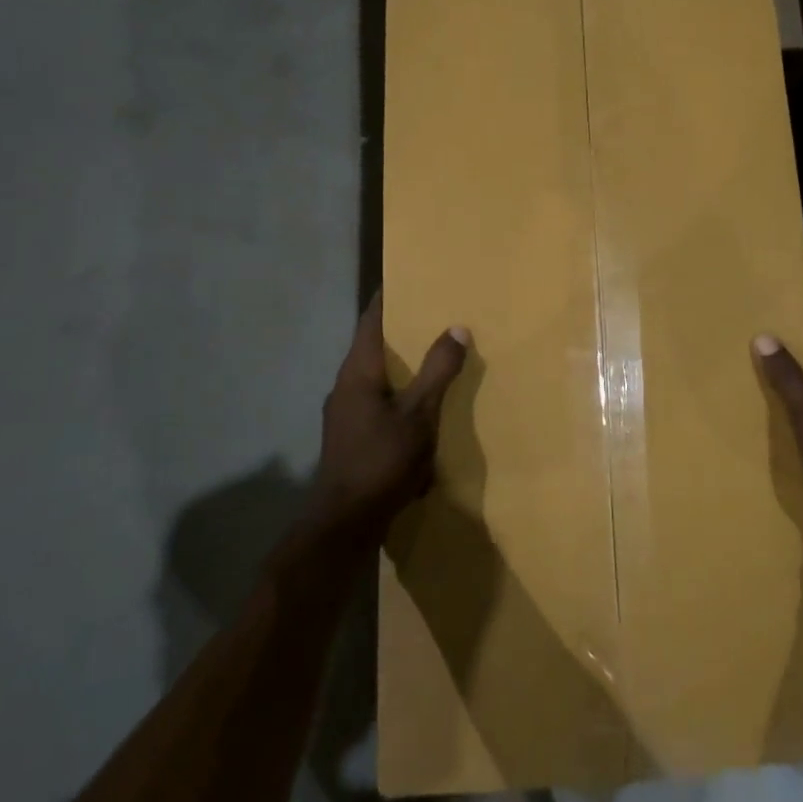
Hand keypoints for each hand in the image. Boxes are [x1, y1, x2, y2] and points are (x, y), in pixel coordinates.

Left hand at [314, 294, 469, 536]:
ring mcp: (345, 415)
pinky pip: (378, 403)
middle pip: (371, 347)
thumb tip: (457, 327)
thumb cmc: (381, 460)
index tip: (406, 279)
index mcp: (357, 373)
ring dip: (400, 365)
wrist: (345, 522)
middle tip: (431, 315)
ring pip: (375, 377)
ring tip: (432, 357)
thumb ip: (438, 371)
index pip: (370, 321)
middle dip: (398, 331)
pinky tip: (420, 407)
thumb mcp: (419, 414)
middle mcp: (345, 387)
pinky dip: (399, 393)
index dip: (386, 299)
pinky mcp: (351, 438)